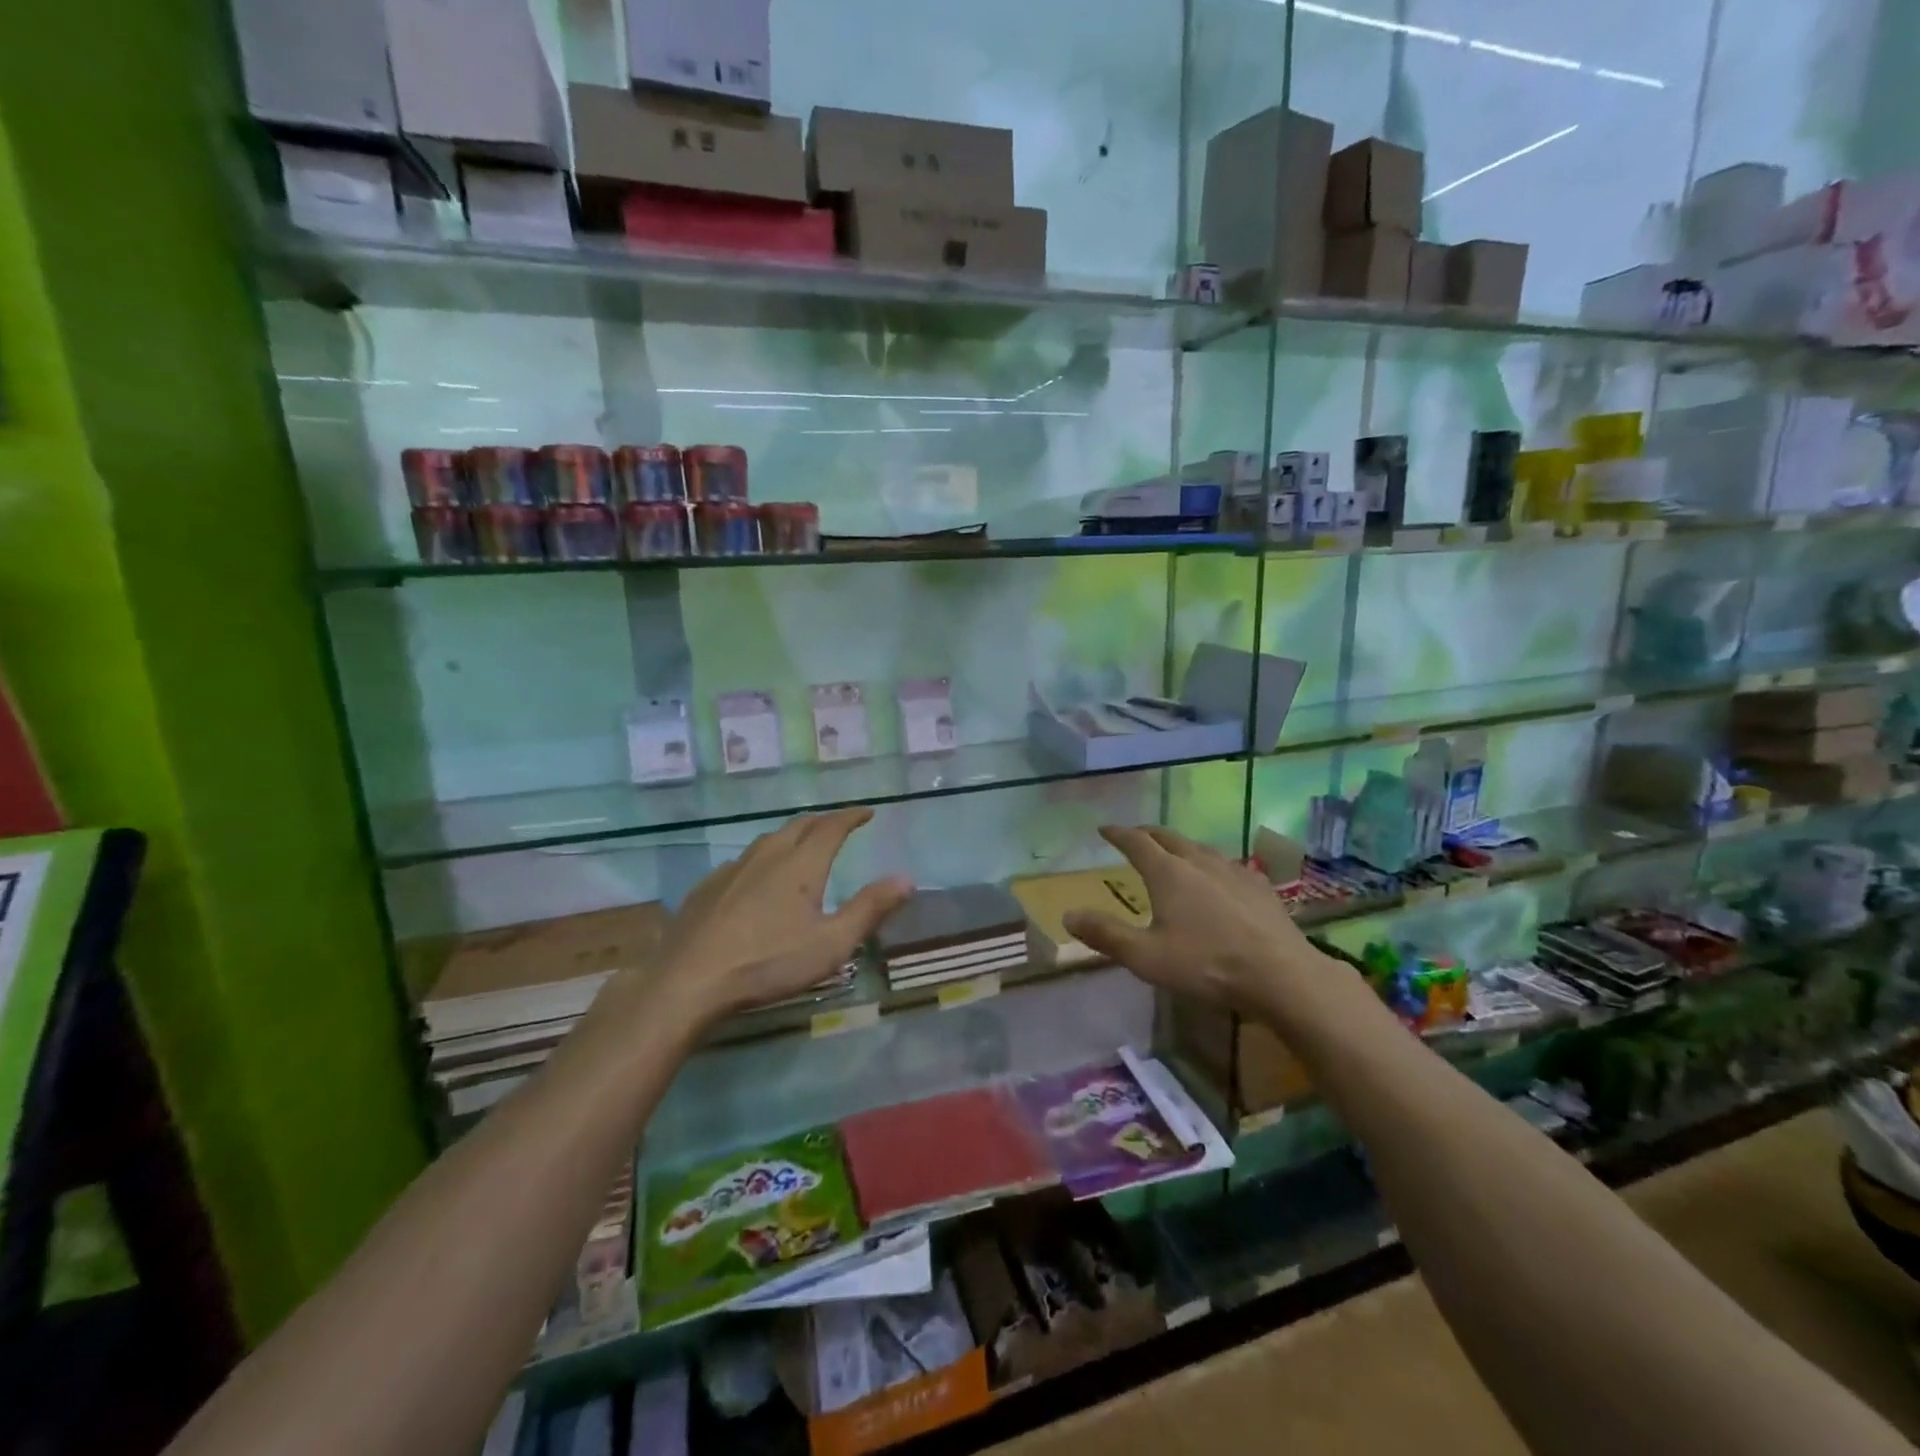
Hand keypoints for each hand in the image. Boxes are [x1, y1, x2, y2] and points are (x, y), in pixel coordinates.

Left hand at [650, 808, 912, 1026]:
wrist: (690, 981)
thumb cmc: (769, 963)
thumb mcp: (831, 944)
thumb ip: (869, 909)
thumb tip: (905, 878)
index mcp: (801, 864)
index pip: (831, 827)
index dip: (851, 817)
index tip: (867, 812)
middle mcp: (768, 856)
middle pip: (799, 826)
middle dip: (822, 822)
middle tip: (838, 826)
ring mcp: (733, 869)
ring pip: (768, 840)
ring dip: (791, 836)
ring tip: (801, 845)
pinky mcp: (708, 887)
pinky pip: (743, 861)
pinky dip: (762, 859)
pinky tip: (756, 878)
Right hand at [1062, 826, 1354, 1021]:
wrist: (1282, 976)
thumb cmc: (1206, 965)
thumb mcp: (1146, 957)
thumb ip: (1106, 934)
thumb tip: (1067, 914)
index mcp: (1168, 873)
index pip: (1136, 842)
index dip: (1118, 834)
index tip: (1104, 828)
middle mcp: (1199, 862)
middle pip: (1169, 837)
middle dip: (1148, 834)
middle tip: (1135, 836)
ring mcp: (1234, 872)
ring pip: (1200, 848)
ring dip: (1180, 846)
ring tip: (1174, 854)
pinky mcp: (1260, 888)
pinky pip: (1227, 865)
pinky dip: (1210, 864)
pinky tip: (1219, 879)